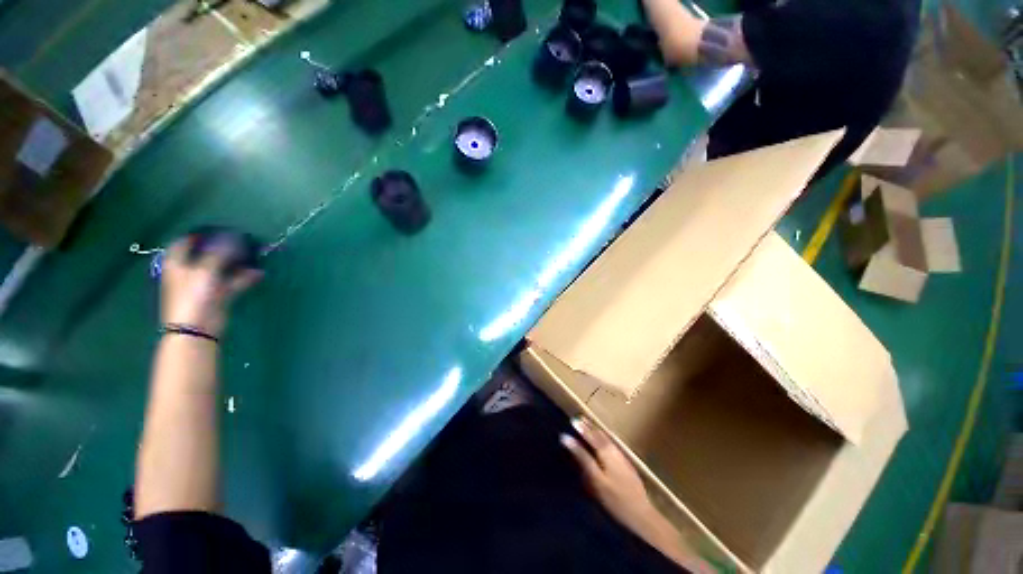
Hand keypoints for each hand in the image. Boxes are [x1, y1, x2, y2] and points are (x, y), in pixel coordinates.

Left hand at [160, 235, 260, 336]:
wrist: (197, 328)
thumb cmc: (194, 295)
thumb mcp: (205, 269)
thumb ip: (220, 252)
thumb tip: (234, 236)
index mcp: (178, 263)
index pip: (186, 242)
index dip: (200, 234)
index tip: (218, 228)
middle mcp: (190, 271)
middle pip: (207, 254)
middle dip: (224, 247)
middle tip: (242, 240)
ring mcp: (205, 284)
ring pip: (223, 268)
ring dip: (238, 262)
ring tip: (254, 255)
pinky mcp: (219, 295)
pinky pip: (234, 282)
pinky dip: (245, 277)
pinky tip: (259, 273)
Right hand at [561, 417, 655, 532]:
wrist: (641, 515)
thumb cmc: (615, 499)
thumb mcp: (596, 479)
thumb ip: (582, 458)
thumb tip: (567, 439)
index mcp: (606, 452)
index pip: (591, 436)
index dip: (581, 429)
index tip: (572, 421)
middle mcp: (614, 451)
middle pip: (600, 435)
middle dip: (590, 427)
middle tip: (579, 418)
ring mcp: (622, 458)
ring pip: (607, 439)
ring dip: (597, 431)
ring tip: (589, 424)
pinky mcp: (627, 465)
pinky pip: (612, 444)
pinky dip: (605, 438)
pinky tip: (605, 439)